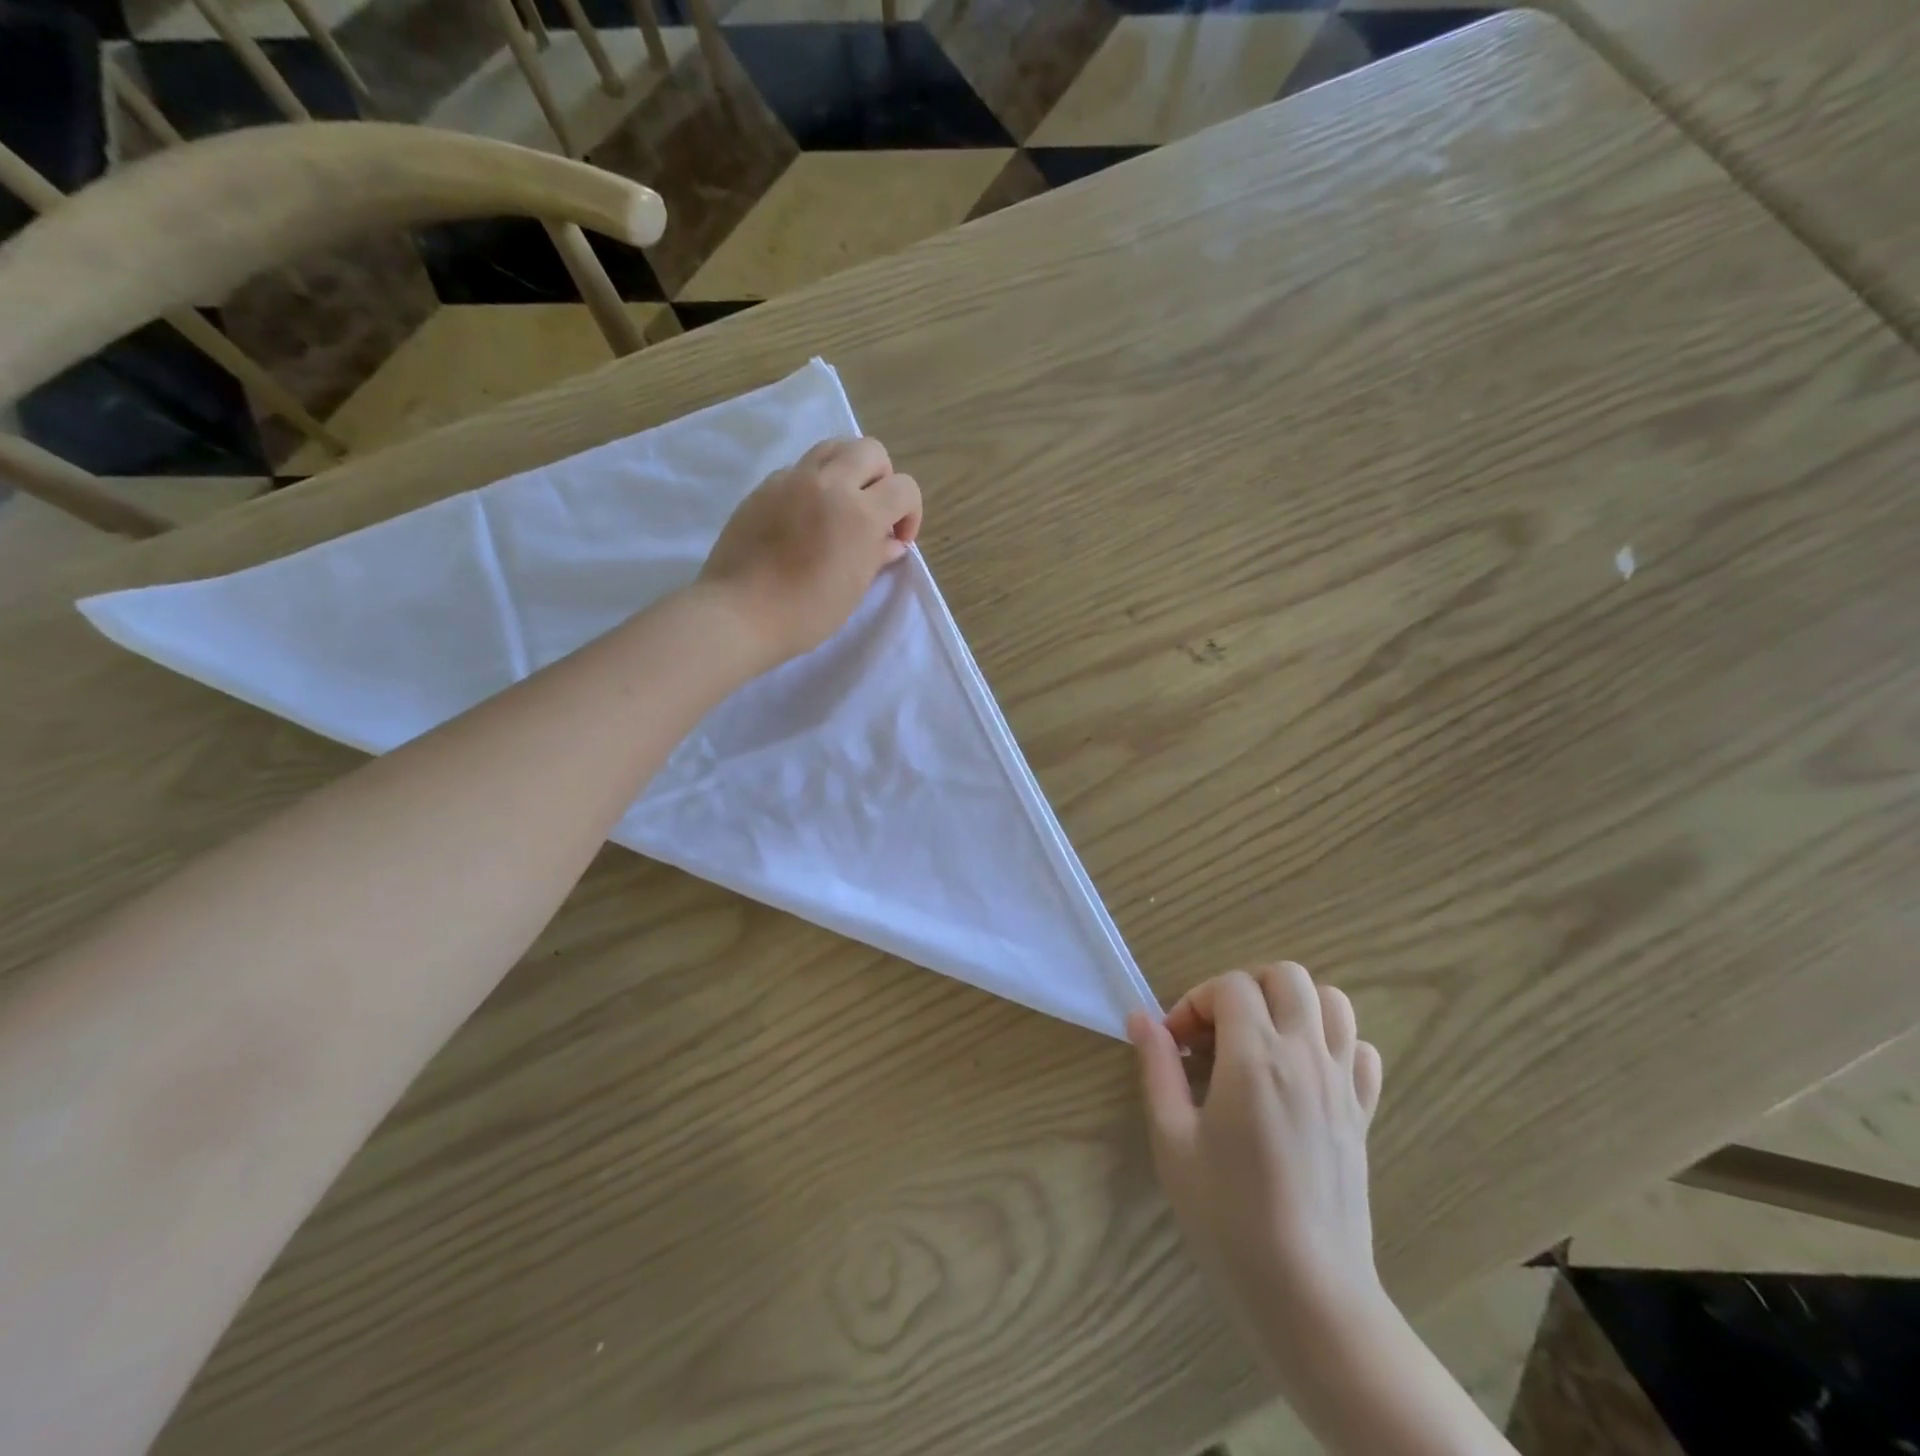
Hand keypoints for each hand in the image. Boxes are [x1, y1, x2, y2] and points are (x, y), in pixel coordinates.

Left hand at [698, 437, 921, 667]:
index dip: (910, 513)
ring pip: (833, 447)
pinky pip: (799, 468)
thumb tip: (891, 542)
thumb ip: (876, 556)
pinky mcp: (764, 487)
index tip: (898, 540)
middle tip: (873, 513)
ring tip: (842, 504)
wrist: (740, 612)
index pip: (904, 488)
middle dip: (882, 479)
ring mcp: (792, 480)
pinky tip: (805, 517)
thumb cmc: (806, 612)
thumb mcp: (853, 589)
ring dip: (848, 469)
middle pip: (870, 451)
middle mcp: (829, 484)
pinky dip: (814, 483)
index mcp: (859, 513)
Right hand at [1129, 965, 1386, 1371]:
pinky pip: (1361, 1050)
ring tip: (1259, 1040)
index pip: (1230, 986)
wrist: (1308, 1294)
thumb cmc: (1228, 1216)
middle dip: (1245, 987)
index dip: (1195, 1001)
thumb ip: (1157, 1068)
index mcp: (1255, 1058)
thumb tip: (1140, 1018)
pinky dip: (1333, 1042)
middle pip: (1286, 975)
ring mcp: (1342, 1083)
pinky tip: (1303, 1072)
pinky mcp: (1363, 1113)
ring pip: (1333, 1002)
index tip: (1176, 1043)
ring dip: (1292, 1004)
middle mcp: (1306, 1056)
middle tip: (1217, 1031)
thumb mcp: (1173, 1139)